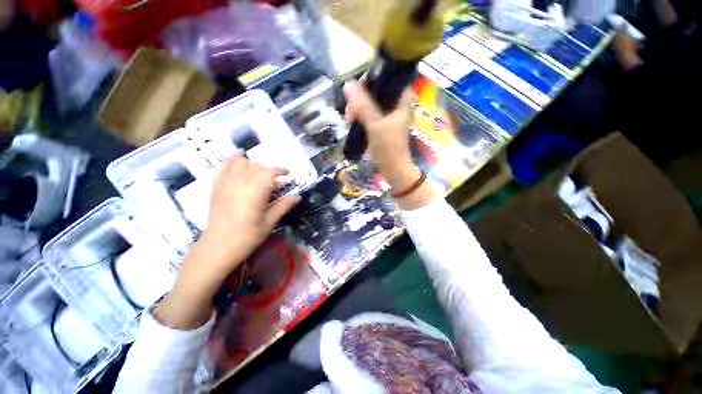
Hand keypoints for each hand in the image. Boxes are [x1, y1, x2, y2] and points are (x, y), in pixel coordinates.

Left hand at [156, 155, 299, 329]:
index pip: (271, 172)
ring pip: (242, 163)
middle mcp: (241, 182)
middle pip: (258, 166)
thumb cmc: (247, 237)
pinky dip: (232, 159)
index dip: (281, 171)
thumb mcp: (269, 222)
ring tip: (259, 174)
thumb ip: (283, 206)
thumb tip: (298, 196)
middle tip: (276, 182)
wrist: (218, 247)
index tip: (288, 175)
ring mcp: (226, 183)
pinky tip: (239, 155)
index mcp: (256, 191)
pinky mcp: (217, 187)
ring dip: (254, 165)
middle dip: (269, 171)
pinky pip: (224, 167)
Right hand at [344, 80, 433, 209]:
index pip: (387, 77)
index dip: (370, 79)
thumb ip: (363, 105)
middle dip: (359, 99)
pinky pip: (368, 114)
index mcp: (401, 99)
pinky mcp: (381, 124)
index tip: (356, 92)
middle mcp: (395, 104)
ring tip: (348, 122)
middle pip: (375, 90)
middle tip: (350, 114)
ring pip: (369, 102)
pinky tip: (351, 124)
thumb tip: (347, 84)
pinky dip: (359, 117)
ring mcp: (388, 114)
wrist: (394, 170)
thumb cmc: (389, 148)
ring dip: (357, 109)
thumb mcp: (375, 125)